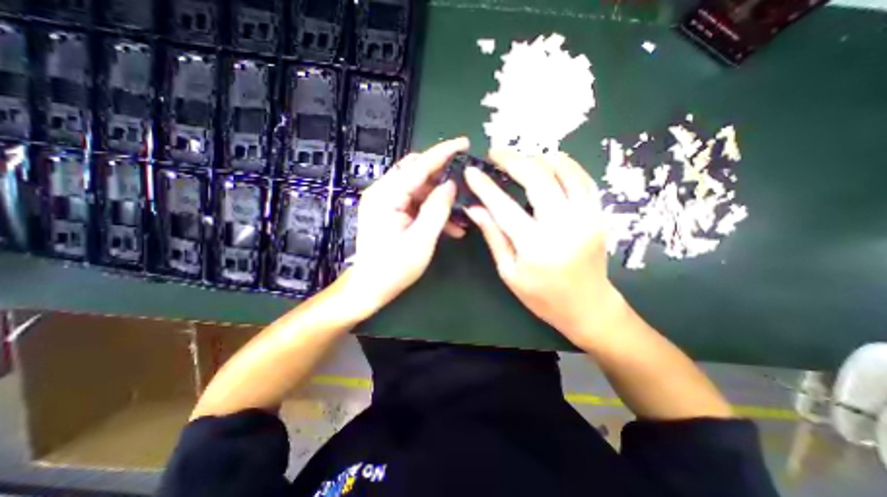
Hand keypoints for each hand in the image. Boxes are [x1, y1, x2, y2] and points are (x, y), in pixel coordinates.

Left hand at [347, 137, 469, 314]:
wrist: (371, 286)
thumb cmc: (394, 268)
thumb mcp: (421, 240)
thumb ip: (437, 209)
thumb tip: (450, 184)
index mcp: (386, 196)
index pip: (418, 166)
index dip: (442, 153)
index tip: (464, 143)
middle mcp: (383, 192)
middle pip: (417, 172)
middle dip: (442, 176)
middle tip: (464, 182)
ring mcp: (386, 201)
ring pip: (419, 188)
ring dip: (440, 198)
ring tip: (461, 215)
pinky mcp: (390, 211)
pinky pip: (415, 202)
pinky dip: (432, 209)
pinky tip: (450, 226)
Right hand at [465, 149, 621, 346]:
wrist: (588, 307)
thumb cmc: (542, 296)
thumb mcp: (509, 272)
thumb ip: (494, 236)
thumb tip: (475, 208)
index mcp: (535, 246)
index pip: (503, 206)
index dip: (485, 186)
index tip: (471, 171)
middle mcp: (564, 225)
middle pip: (537, 178)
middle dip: (513, 160)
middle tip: (495, 153)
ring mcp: (587, 216)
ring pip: (563, 170)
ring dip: (538, 158)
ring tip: (520, 158)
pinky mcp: (599, 214)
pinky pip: (582, 178)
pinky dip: (565, 164)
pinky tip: (550, 162)